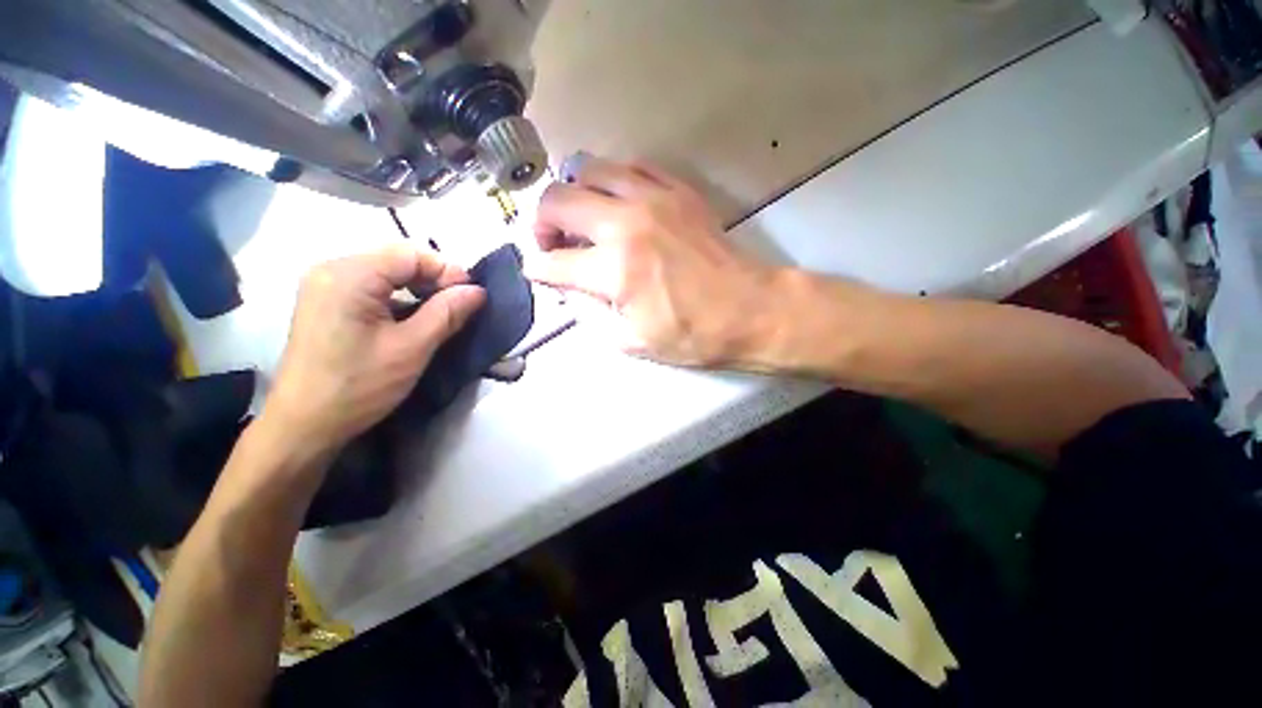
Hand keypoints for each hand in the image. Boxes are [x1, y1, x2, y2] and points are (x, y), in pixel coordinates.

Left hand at [266, 245, 484, 450]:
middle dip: (434, 280)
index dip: (447, 270)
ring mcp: (324, 286)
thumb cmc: (359, 386)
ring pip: (386, 274)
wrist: (304, 425)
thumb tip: (477, 291)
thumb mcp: (412, 348)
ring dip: (418, 290)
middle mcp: (331, 270)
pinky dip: (398, 299)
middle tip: (460, 306)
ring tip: (441, 313)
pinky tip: (412, 320)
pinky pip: (371, 288)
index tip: (472, 296)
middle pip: (397, 260)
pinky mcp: (325, 303)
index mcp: (349, 276)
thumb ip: (447, 313)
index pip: (410, 254)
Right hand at [525, 157, 775, 366]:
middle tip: (554, 243)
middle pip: (556, 201)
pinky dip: (613, 182)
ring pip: (588, 169)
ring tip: (583, 218)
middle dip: (541, 223)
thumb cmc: (692, 335)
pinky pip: (631, 167)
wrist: (750, 310)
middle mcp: (626, 224)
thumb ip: (590, 312)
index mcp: (615, 271)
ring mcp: (654, 199)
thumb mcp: (631, 341)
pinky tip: (618, 202)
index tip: (539, 273)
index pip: (552, 262)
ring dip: (574, 194)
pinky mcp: (678, 190)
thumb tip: (567, 285)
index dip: (538, 269)